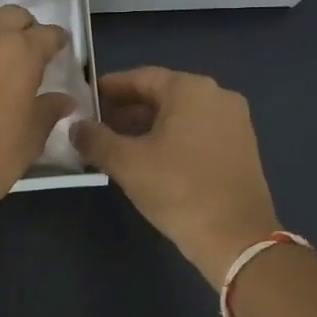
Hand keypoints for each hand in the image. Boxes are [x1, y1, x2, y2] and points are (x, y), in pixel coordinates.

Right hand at [72, 67, 280, 286]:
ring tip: (116, 145)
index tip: (85, 99)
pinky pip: (197, 131)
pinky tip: (149, 159)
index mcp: (191, 89)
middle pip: (162, 94)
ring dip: (147, 126)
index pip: (140, 78)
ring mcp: (234, 121)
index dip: (109, 88)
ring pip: (180, 115)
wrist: (237, 238)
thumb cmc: (178, 190)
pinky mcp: (241, 147)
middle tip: (96, 126)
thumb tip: (74, 127)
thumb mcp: (127, 163)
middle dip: (127, 109)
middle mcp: (217, 95)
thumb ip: (95, 139)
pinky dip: (171, 138)